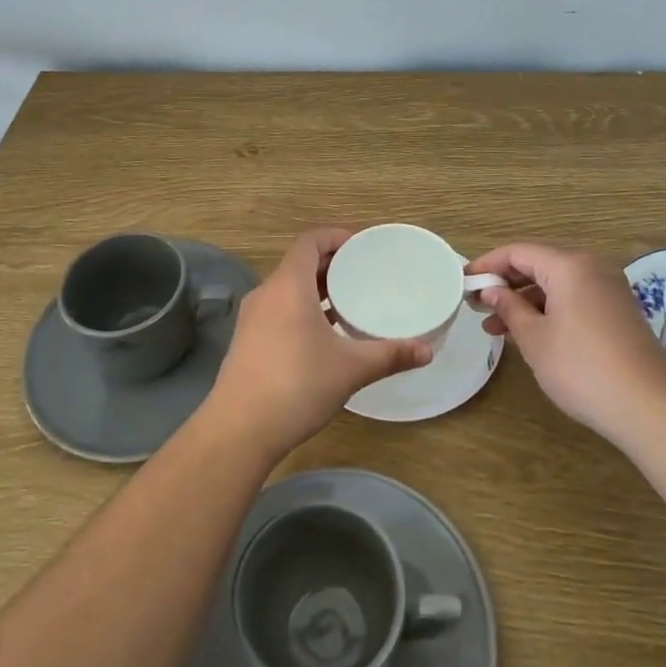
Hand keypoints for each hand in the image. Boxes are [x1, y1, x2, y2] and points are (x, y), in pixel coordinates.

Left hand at [205, 227, 431, 460]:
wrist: (239, 430)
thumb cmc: (297, 386)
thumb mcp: (350, 369)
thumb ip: (390, 355)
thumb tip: (427, 351)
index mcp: (288, 286)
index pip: (310, 241)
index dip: (335, 236)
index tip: (362, 245)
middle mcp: (266, 293)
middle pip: (299, 263)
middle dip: (330, 263)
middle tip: (363, 273)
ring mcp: (252, 318)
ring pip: (287, 288)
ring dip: (315, 288)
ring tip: (348, 301)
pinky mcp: (247, 341)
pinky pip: (278, 309)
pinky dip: (301, 308)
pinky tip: (323, 335)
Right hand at [467, 241, 665, 444]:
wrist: (650, 407)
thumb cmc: (582, 368)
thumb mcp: (534, 338)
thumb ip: (509, 308)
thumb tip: (490, 291)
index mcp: (569, 265)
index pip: (518, 252)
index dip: (487, 264)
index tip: (463, 282)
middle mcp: (591, 266)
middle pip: (538, 264)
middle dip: (505, 284)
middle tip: (477, 307)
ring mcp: (608, 288)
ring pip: (556, 284)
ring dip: (525, 301)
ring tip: (496, 328)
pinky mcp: (618, 310)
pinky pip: (574, 298)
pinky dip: (549, 310)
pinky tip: (530, 334)